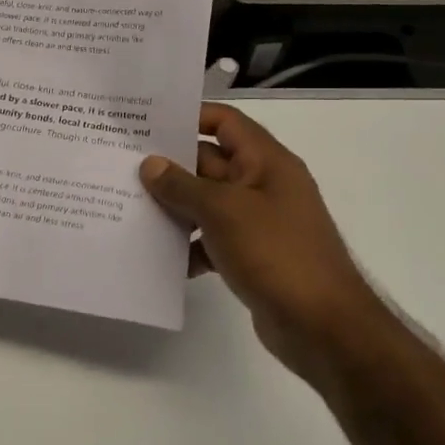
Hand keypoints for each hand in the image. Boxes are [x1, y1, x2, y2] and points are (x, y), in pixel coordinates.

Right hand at [140, 104, 383, 384]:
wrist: (323, 327)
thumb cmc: (277, 254)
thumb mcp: (224, 211)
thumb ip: (183, 185)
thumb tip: (150, 164)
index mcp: (266, 162)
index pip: (224, 122)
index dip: (189, 116)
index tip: (146, 122)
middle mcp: (263, 185)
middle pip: (209, 162)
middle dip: (169, 165)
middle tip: (121, 165)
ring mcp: (257, 222)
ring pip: (206, 203)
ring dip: (173, 207)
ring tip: (127, 207)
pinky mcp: (250, 255)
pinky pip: (210, 239)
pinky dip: (187, 245)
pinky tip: (156, 256)